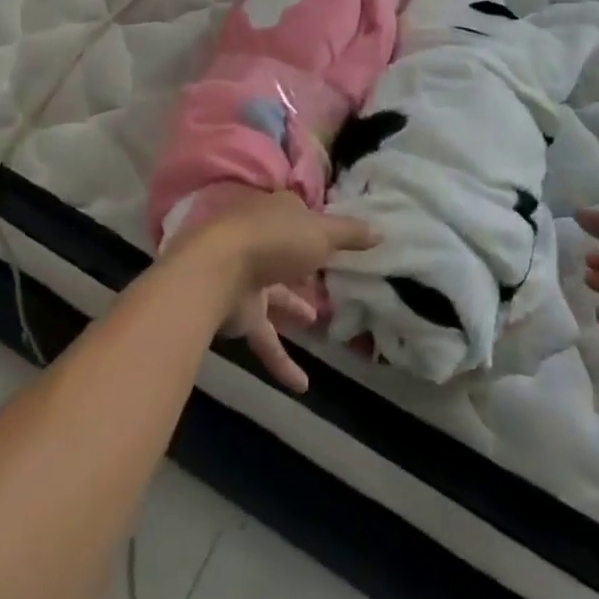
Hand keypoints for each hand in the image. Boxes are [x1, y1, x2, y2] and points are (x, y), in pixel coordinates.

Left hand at [183, 191, 376, 393]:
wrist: (218, 271)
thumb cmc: (274, 240)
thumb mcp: (321, 232)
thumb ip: (350, 234)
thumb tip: (380, 231)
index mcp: (275, 213)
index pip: (298, 215)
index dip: (315, 226)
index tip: (334, 240)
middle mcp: (259, 241)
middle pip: (285, 252)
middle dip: (302, 266)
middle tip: (328, 279)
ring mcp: (246, 276)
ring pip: (274, 294)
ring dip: (294, 308)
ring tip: (317, 322)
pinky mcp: (240, 312)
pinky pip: (265, 337)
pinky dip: (282, 361)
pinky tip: (303, 386)